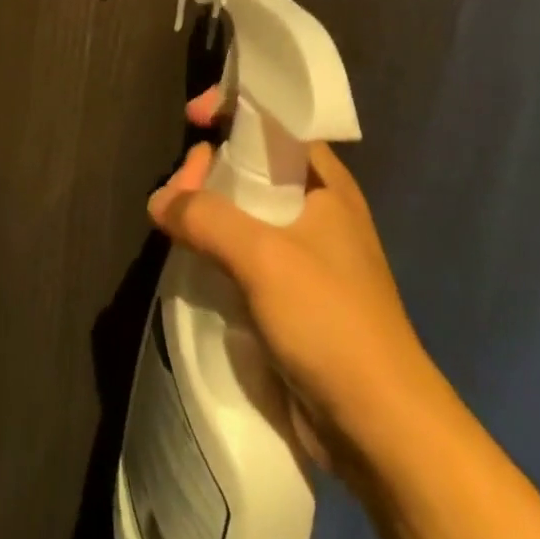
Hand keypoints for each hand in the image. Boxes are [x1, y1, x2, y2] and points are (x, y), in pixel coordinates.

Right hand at [147, 85, 431, 480]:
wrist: (381, 430)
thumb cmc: (331, 321)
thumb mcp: (264, 258)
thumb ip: (206, 218)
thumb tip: (159, 200)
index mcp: (325, 183)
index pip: (276, 122)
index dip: (233, 108)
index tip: (192, 117)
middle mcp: (317, 210)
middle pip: (253, 165)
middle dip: (211, 166)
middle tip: (179, 186)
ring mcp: (305, 255)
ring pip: (246, 211)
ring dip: (209, 209)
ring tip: (175, 222)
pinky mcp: (292, 297)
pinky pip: (246, 254)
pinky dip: (217, 248)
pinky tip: (191, 257)